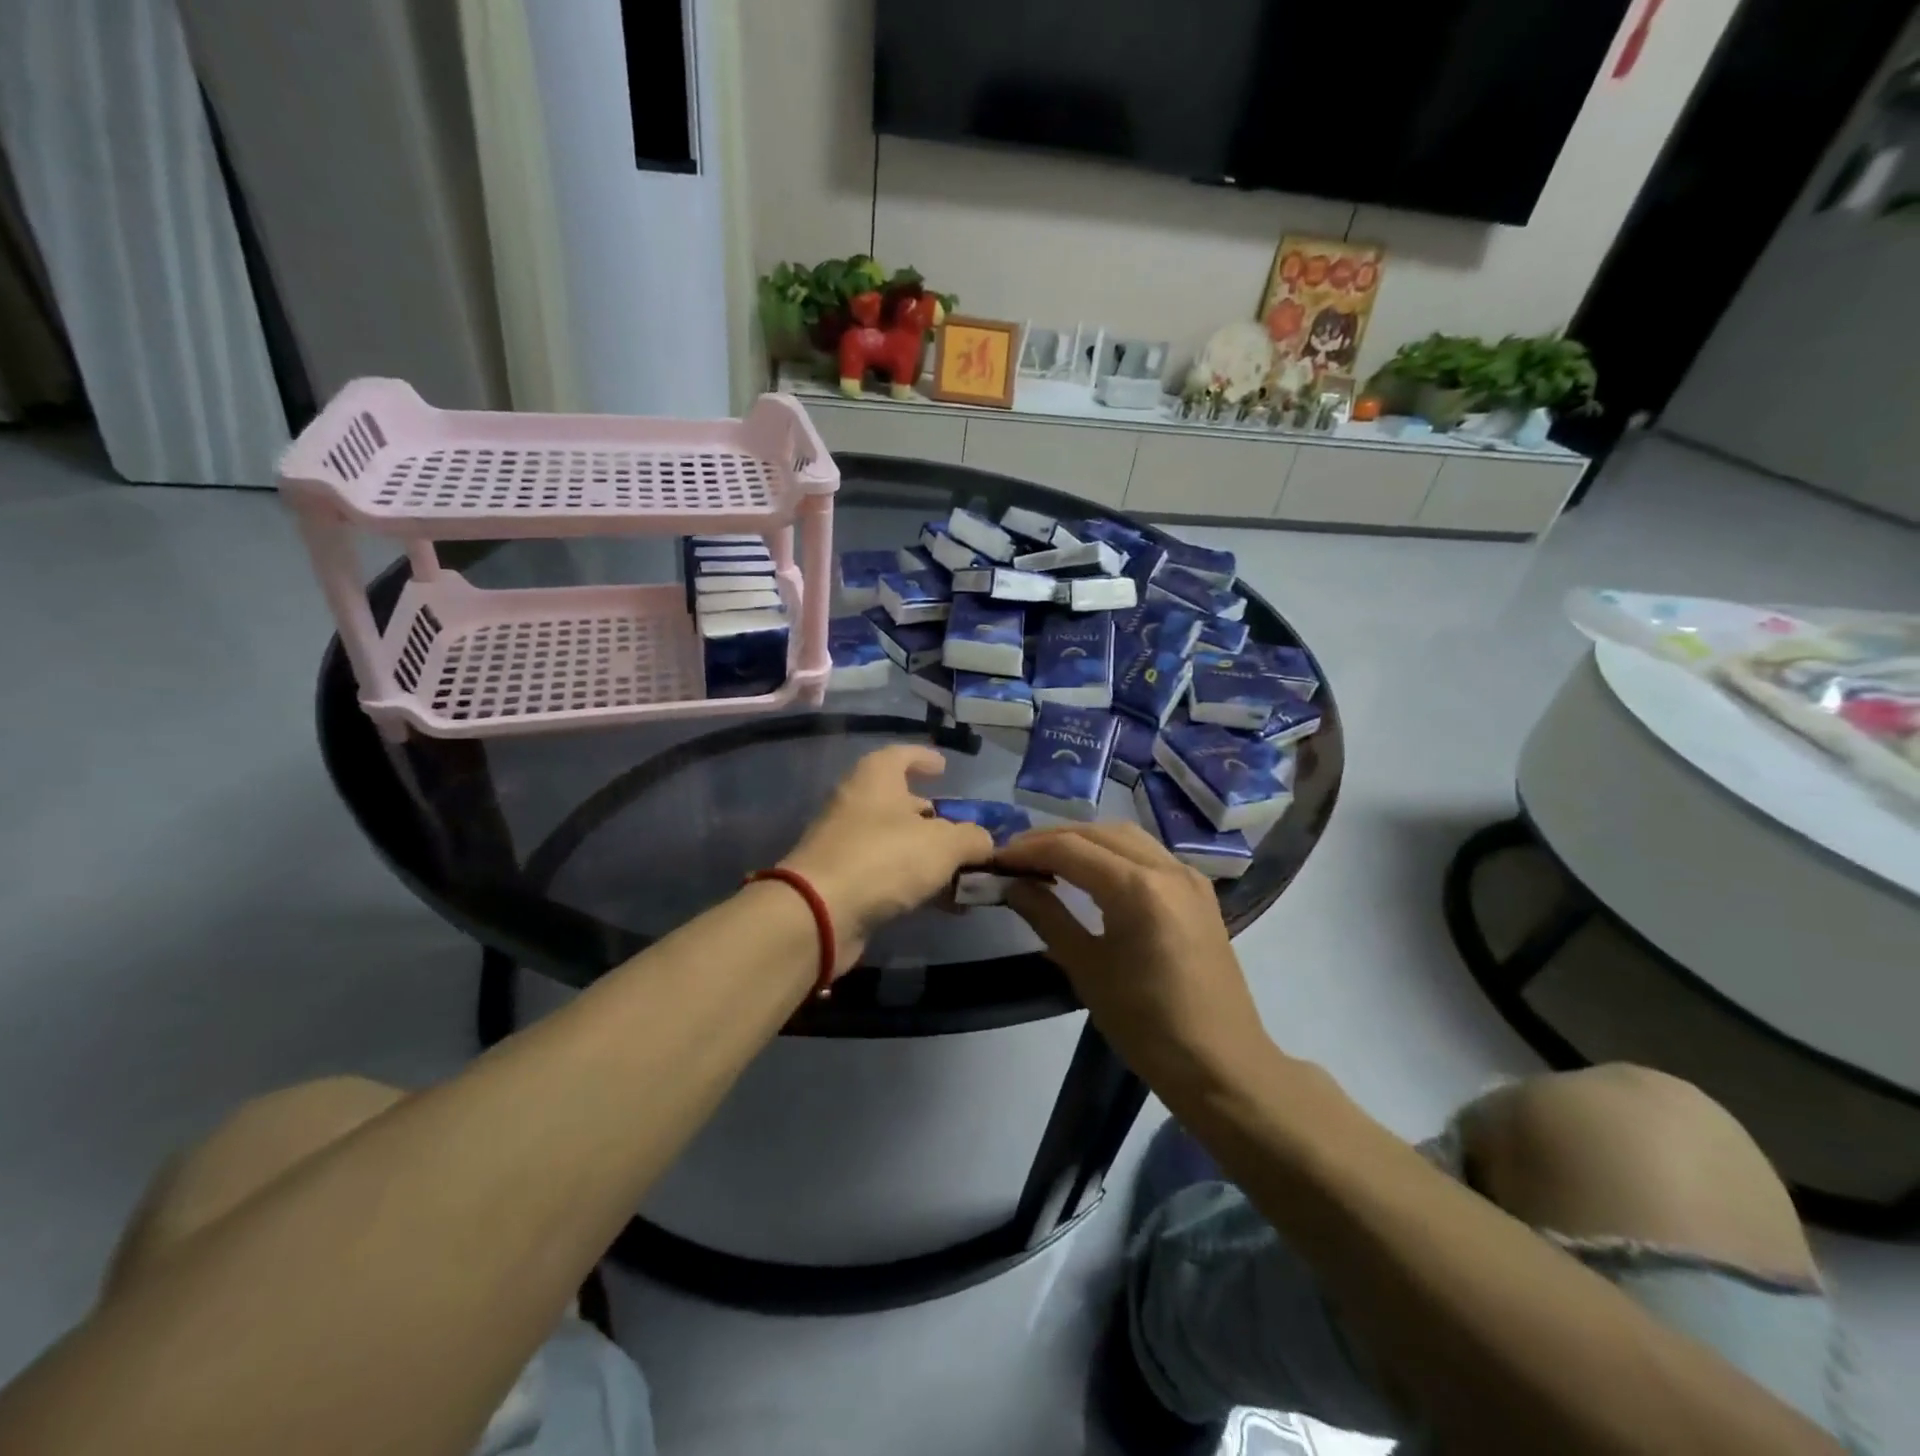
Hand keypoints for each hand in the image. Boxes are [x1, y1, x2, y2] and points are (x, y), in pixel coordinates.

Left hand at [780, 745, 993, 974]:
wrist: (819, 912)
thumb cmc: (884, 858)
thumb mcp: (944, 844)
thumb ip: (972, 838)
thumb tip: (985, 842)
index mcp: (876, 778)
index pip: (901, 755)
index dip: (924, 758)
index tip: (944, 768)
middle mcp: (856, 803)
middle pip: (898, 801)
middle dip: (929, 814)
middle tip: (958, 828)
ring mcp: (845, 843)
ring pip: (893, 841)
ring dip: (925, 854)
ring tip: (959, 871)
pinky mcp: (842, 881)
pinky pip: (886, 873)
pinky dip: (912, 883)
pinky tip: (940, 902)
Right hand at [997, 823, 1267, 1085]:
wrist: (1221, 1065)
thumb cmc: (1147, 1025)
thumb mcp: (1087, 969)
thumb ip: (1047, 916)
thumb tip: (1012, 885)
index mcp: (1138, 888)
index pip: (1070, 849)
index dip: (1028, 850)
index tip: (995, 859)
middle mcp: (1167, 868)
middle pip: (1097, 833)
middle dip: (1052, 839)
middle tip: (1015, 858)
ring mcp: (1188, 876)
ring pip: (1125, 837)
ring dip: (1083, 841)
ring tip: (1047, 860)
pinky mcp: (1198, 891)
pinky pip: (1147, 853)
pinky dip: (1112, 852)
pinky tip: (1091, 872)